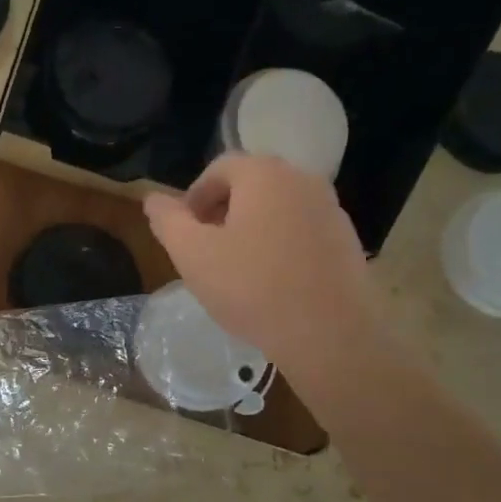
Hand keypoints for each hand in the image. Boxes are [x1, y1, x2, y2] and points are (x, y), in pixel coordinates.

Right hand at [144, 154, 380, 392]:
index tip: (183, 233)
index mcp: (264, 174)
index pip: (219, 168)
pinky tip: (270, 281)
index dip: (194, 197)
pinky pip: (300, 230)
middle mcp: (302, 180)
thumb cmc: (251, 287)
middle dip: (221, 211)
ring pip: (277, 208)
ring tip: (236, 269)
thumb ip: (167, 221)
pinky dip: (279, 244)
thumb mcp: (192, 254)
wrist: (329, 333)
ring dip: (250, 228)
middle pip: (251, 185)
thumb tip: (153, 200)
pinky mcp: (346, 240)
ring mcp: (330, 209)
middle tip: (205, 250)